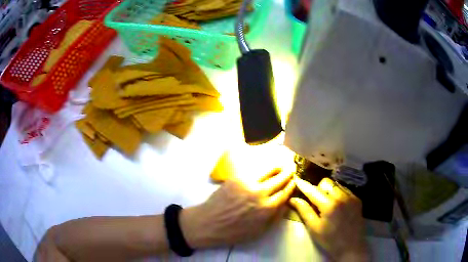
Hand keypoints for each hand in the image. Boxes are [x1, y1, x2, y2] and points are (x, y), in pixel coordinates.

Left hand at [180, 169, 294, 247]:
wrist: (208, 223)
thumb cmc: (234, 232)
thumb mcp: (259, 232)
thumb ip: (275, 218)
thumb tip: (286, 204)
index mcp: (267, 208)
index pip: (285, 193)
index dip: (291, 186)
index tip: (294, 181)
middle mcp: (260, 193)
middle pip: (280, 179)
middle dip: (288, 173)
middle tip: (292, 168)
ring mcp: (248, 184)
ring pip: (268, 171)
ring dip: (277, 167)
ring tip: (281, 165)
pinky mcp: (237, 178)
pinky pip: (254, 171)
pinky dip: (262, 169)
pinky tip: (265, 169)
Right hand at [290, 177, 368, 261]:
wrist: (351, 246)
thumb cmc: (330, 240)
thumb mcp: (314, 228)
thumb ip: (304, 211)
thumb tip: (293, 199)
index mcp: (329, 205)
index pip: (313, 190)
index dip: (304, 185)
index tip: (297, 179)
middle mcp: (342, 196)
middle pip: (326, 183)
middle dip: (318, 189)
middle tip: (315, 202)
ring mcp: (351, 197)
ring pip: (336, 185)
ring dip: (328, 191)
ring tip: (327, 204)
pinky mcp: (357, 199)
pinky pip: (344, 190)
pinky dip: (338, 194)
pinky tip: (337, 206)